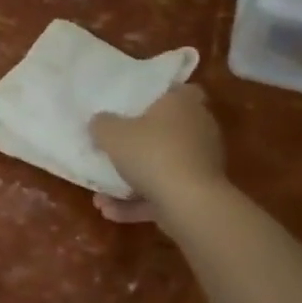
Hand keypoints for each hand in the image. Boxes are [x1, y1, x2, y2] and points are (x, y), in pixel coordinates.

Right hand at [89, 84, 226, 223]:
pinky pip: (164, 193)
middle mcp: (198, 130)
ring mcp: (201, 163)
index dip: (160, 97)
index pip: (180, 90)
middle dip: (141, 143)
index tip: (137, 106)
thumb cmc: (152, 154)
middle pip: (169, 131)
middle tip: (115, 148)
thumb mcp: (112, 134)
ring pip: (162, 167)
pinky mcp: (199, 193)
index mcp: (182, 105)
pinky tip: (110, 211)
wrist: (189, 204)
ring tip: (101, 195)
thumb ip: (102, 124)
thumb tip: (100, 121)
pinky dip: (139, 202)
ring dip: (133, 180)